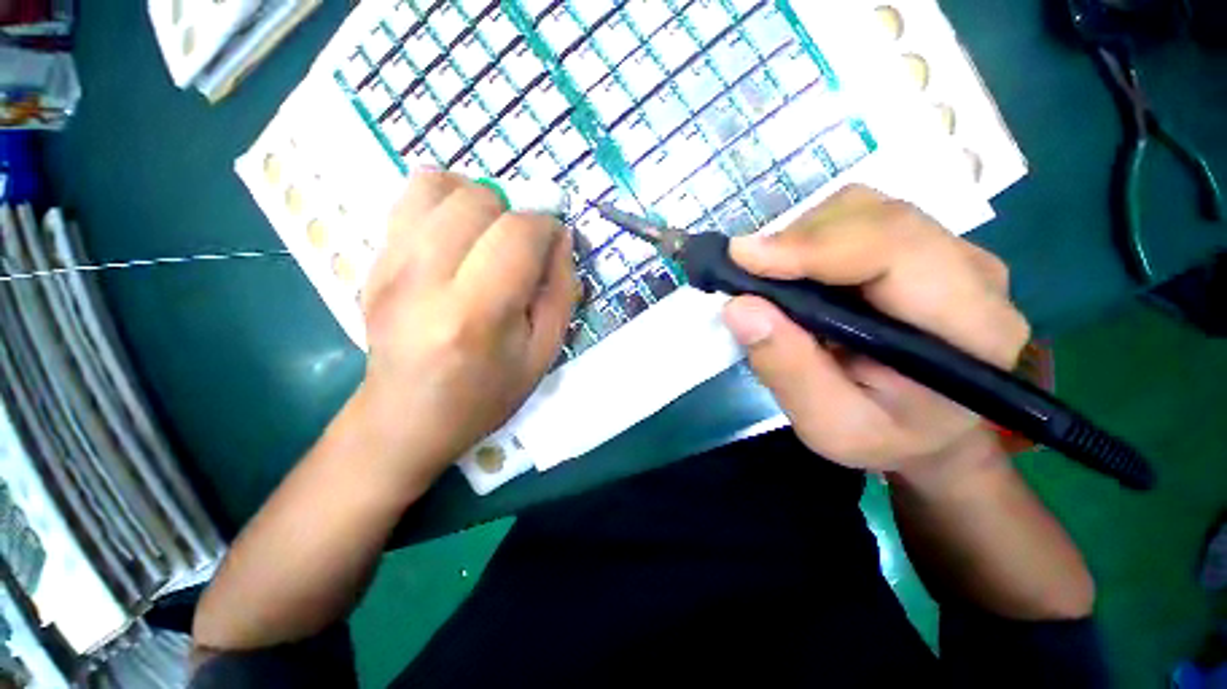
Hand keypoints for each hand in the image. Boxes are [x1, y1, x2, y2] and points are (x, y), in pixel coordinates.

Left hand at [354, 172, 575, 487]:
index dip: (547, 227)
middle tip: (520, 245)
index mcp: (476, 313)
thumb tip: (561, 238)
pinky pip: (408, 197)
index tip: (553, 244)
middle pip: (477, 200)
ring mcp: (390, 265)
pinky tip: (458, 233)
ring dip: (478, 199)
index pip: (518, 233)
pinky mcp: (372, 261)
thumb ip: (561, 292)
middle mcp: (425, 279)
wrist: (405, 418)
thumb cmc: (484, 394)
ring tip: (489, 232)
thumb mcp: (543, 354)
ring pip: (438, 185)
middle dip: (513, 212)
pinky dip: (444, 200)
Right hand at [721, 186, 1030, 478]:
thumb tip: (739, 307)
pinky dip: (810, 239)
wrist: (929, 432)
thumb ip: (788, 370)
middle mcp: (971, 274)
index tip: (743, 258)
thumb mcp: (830, 426)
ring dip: (801, 237)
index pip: (896, 250)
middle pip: (878, 217)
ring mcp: (948, 253)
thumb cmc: (886, 437)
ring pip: (864, 209)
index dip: (814, 245)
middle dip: (799, 238)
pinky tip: (792, 273)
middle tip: (745, 271)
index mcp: (970, 328)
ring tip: (768, 277)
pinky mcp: (920, 249)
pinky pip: (858, 220)